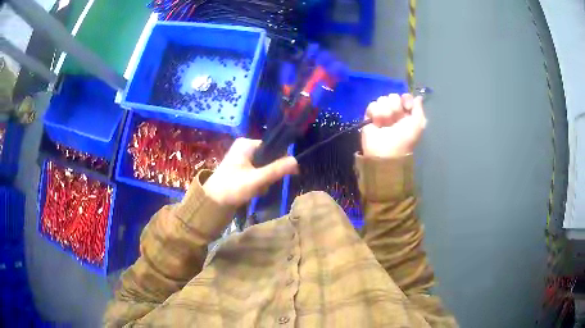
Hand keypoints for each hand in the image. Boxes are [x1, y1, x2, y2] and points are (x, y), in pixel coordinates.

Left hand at [203, 138, 298, 206]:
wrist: (212, 203)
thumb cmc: (233, 187)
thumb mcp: (256, 179)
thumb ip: (276, 170)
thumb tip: (297, 161)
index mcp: (246, 144)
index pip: (272, 147)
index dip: (280, 161)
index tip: (282, 175)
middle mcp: (244, 147)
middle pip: (268, 158)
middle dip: (268, 174)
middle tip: (262, 185)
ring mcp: (241, 158)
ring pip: (263, 167)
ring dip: (263, 180)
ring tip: (256, 190)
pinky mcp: (239, 169)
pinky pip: (256, 173)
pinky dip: (257, 183)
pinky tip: (252, 191)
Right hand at [362, 93, 426, 157]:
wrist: (387, 151)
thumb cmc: (405, 138)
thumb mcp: (418, 124)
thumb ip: (418, 108)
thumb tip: (418, 97)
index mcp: (407, 113)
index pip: (405, 97)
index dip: (406, 99)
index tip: (406, 106)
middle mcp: (394, 112)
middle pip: (393, 96)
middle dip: (395, 107)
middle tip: (396, 119)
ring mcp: (381, 113)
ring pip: (382, 99)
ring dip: (386, 112)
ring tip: (385, 123)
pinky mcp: (369, 116)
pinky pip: (372, 105)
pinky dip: (376, 114)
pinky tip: (377, 123)